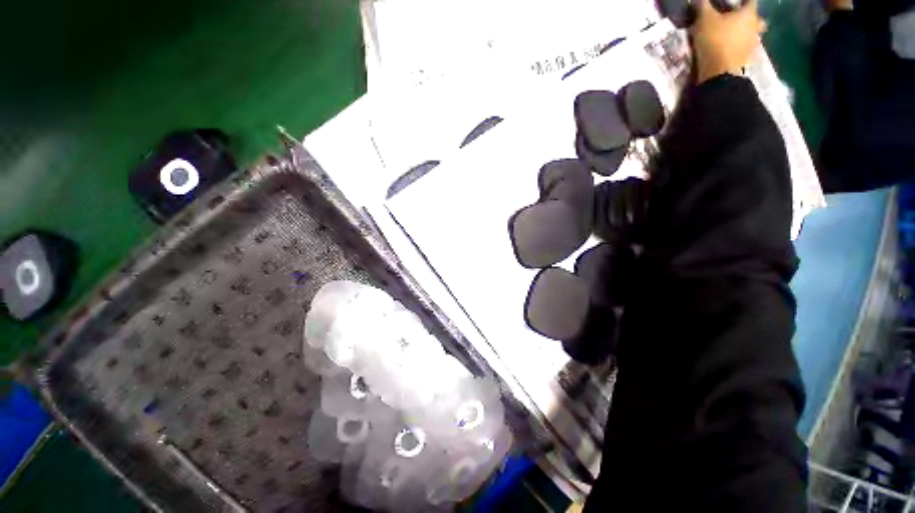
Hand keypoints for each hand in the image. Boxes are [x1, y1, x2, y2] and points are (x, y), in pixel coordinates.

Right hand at [691, 0, 766, 82]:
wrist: (719, 72)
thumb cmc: (715, 40)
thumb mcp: (704, 20)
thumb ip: (703, 6)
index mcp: (749, 13)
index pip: (750, 0)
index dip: (741, 0)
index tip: (734, 2)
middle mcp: (755, 26)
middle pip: (755, 18)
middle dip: (748, 17)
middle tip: (737, 18)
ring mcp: (753, 44)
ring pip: (753, 34)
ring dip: (746, 33)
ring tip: (735, 35)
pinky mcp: (747, 58)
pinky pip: (746, 48)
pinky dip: (741, 46)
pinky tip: (733, 48)